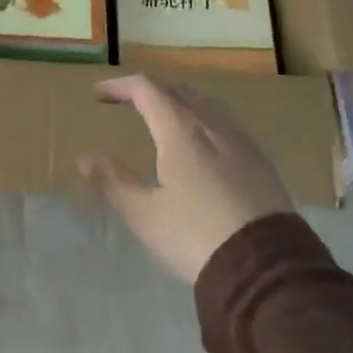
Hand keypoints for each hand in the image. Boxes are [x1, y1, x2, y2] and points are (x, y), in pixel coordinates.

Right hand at [80, 74, 293, 283]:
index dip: (121, 85)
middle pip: (178, 91)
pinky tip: (201, 144)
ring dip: (179, 102)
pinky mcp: (261, 162)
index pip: (148, 90)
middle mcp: (213, 126)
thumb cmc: (195, 235)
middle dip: (149, 91)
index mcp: (181, 131)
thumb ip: (114, 182)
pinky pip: (226, 124)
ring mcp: (242, 142)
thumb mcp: (144, 214)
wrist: (266, 267)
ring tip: (163, 118)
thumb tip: (86, 158)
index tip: (99, 93)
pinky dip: (202, 120)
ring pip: (207, 105)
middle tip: (127, 103)